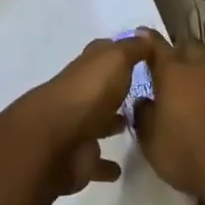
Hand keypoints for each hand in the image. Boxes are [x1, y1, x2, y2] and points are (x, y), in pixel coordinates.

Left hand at [13, 34, 155, 196]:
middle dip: (118, 89)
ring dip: (112, 122)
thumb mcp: (116, 60)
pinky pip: (96, 160)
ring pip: (98, 121)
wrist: (57, 140)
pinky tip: (121, 168)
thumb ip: (132, 49)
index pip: (104, 52)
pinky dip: (106, 165)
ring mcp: (78, 125)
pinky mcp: (79, 158)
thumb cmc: (89, 93)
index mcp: (88, 67)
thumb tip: (144, 35)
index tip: (144, 55)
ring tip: (137, 126)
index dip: (121, 51)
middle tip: (147, 94)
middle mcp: (81, 92)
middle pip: (101, 87)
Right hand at [132, 34, 204, 196]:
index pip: (157, 45)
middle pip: (190, 48)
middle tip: (175, 70)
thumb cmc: (186, 152)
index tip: (142, 34)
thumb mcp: (151, 141)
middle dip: (182, 54)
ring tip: (203, 86)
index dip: (148, 39)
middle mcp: (200, 67)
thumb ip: (144, 116)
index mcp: (172, 71)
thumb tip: (143, 102)